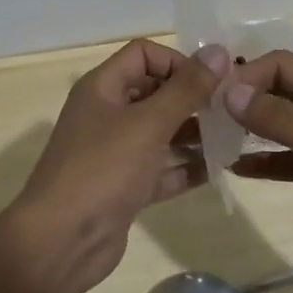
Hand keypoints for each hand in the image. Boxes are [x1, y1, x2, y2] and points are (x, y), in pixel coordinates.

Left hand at [4, 39, 226, 292]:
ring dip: (192, 132)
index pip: (143, 54)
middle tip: (230, 109)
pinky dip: (184, 168)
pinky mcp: (124, 188)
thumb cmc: (103, 169)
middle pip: (153, 91)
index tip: (210, 82)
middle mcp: (106, 113)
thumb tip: (218, 50)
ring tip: (232, 137)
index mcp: (102, 87)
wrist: (61, 242)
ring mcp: (114, 152)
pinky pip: (159, 169)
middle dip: (190, 97)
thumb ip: (186, 88)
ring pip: (159, 131)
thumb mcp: (148, 123)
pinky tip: (217, 170)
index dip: (176, 61)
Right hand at [225, 50, 292, 291]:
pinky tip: (234, 170)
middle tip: (200, 119)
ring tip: (208, 141)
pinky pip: (289, 159)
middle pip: (277, 92)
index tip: (210, 100)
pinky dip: (264, 162)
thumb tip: (229, 90)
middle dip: (240, 100)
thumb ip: (283, 120)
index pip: (280, 65)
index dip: (244, 76)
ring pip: (280, 126)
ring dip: (247, 131)